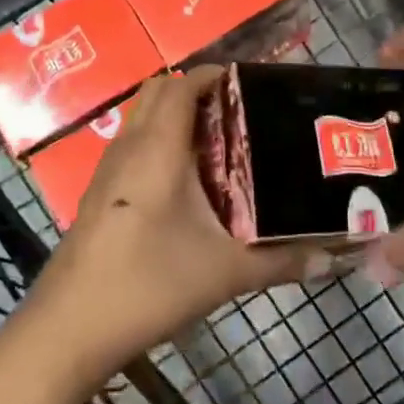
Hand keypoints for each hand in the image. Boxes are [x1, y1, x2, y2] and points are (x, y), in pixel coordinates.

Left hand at [26, 70, 317, 373]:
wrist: (70, 328)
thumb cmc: (150, 283)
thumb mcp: (225, 272)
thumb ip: (282, 262)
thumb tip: (333, 258)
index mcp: (158, 147)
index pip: (183, 84)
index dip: (214, 75)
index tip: (250, 85)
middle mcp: (129, 146)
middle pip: (159, 92)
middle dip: (196, 91)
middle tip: (239, 114)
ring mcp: (107, 170)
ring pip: (142, 120)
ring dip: (175, 117)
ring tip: (220, 145)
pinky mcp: (98, 195)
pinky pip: (132, 147)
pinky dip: (158, 144)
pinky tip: (184, 186)